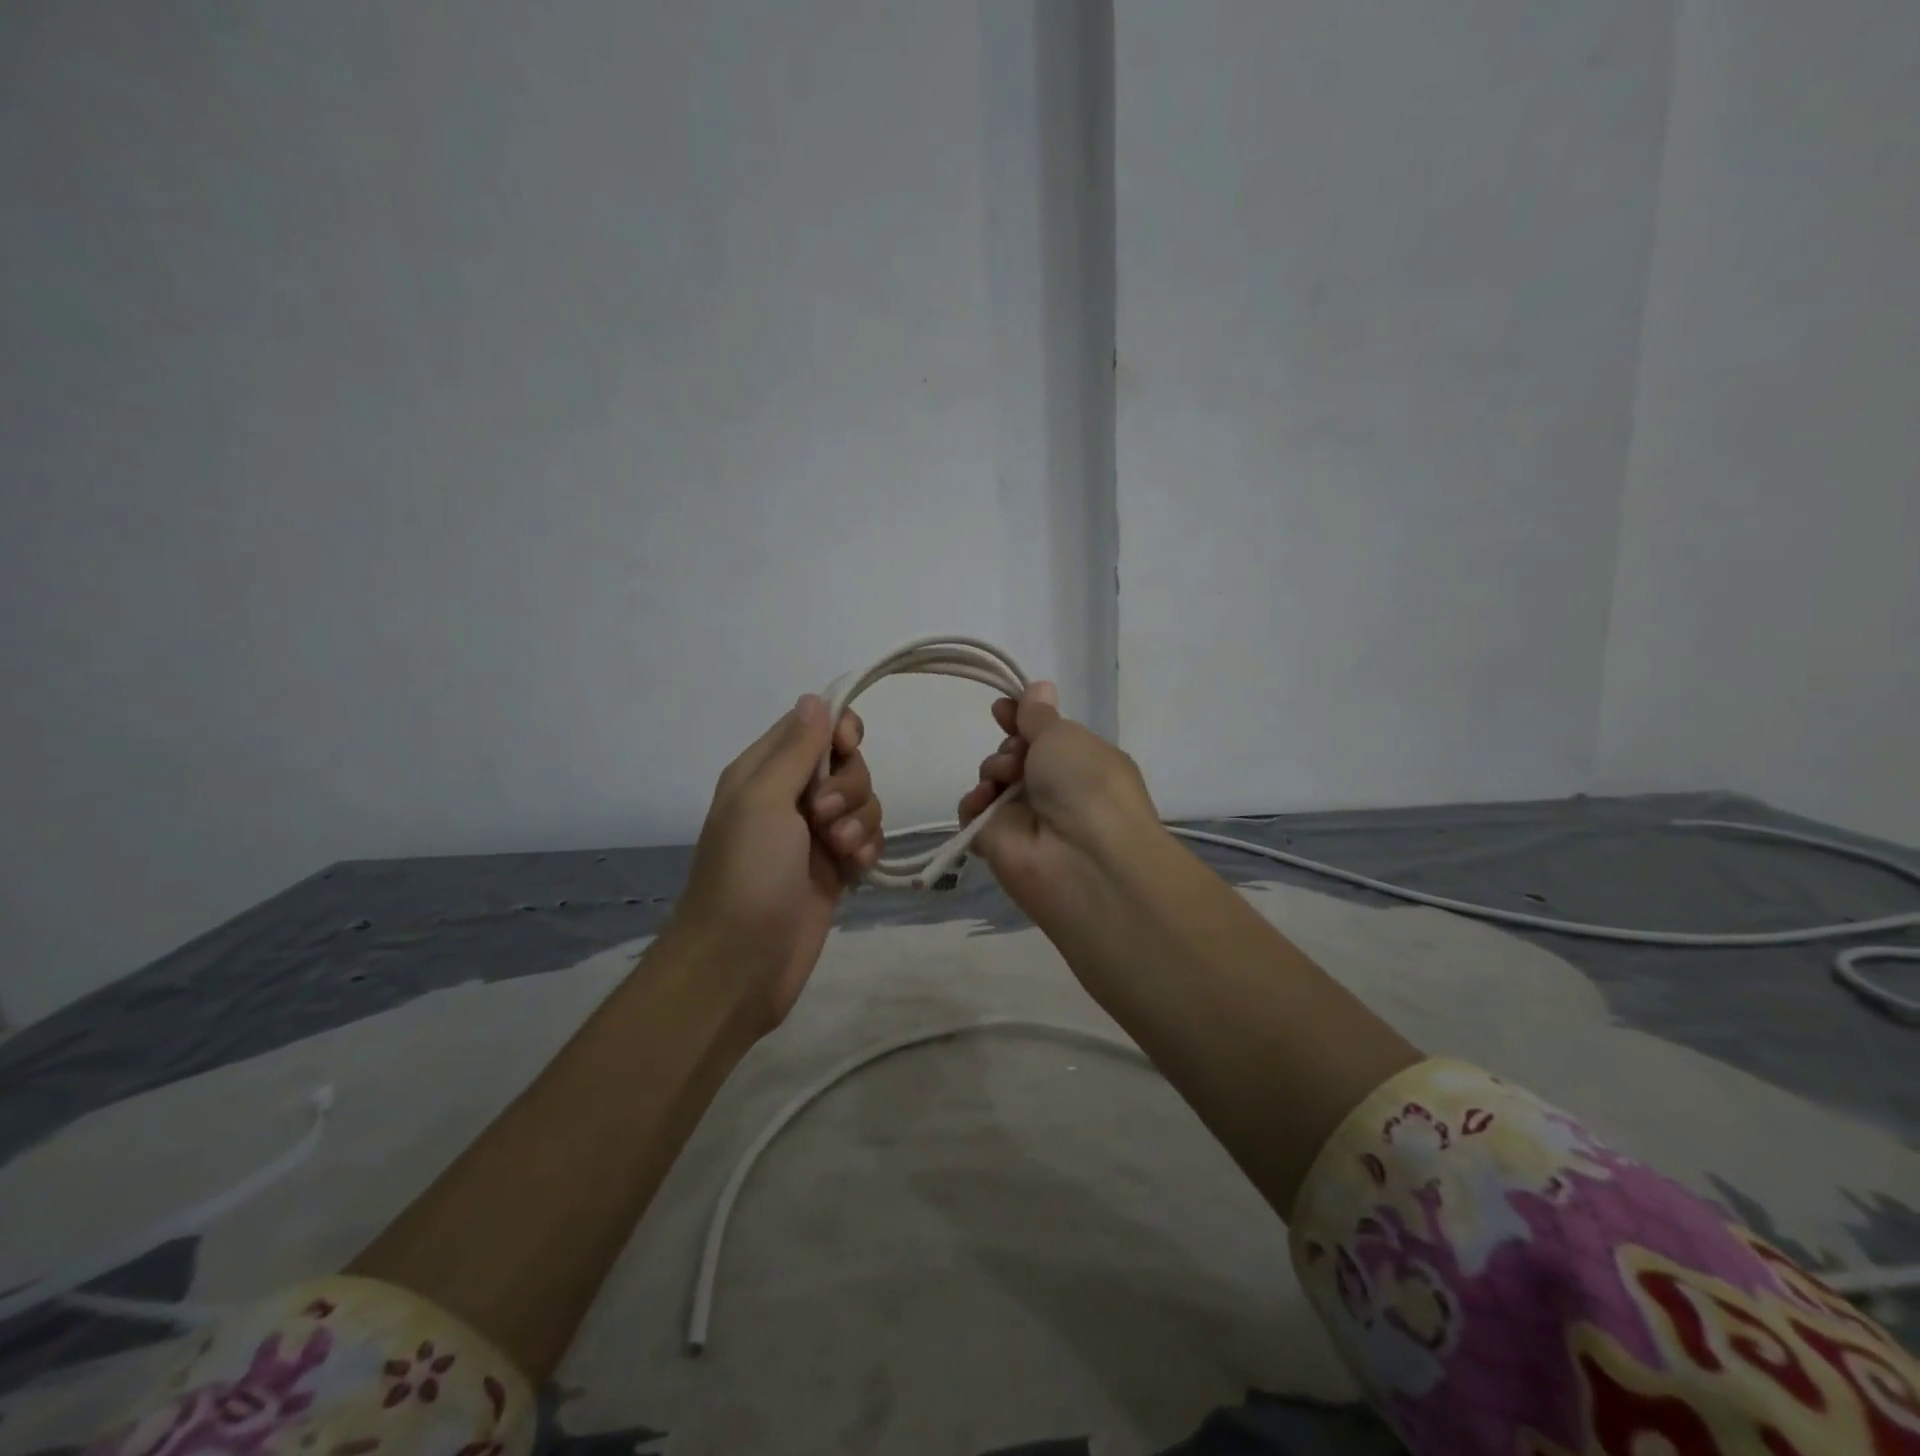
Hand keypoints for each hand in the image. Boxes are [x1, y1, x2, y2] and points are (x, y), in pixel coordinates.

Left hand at [669, 694, 881, 1026]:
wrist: (741, 962)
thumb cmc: (746, 873)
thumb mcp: (764, 800)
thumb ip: (796, 748)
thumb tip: (815, 698)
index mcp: (764, 771)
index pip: (813, 726)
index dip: (840, 731)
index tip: (849, 748)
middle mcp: (790, 797)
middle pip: (846, 765)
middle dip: (849, 787)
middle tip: (824, 819)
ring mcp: (815, 835)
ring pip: (864, 803)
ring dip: (861, 823)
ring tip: (840, 853)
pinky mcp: (835, 868)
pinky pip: (868, 839)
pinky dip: (867, 850)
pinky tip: (854, 871)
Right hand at [957, 681, 1160, 920]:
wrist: (1083, 857)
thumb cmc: (1085, 783)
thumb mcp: (1065, 736)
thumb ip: (1040, 715)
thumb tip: (1040, 686)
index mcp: (1081, 762)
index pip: (1044, 735)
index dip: (1021, 719)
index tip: (1001, 708)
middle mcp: (1054, 789)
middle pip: (1015, 754)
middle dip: (1009, 745)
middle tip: (1017, 754)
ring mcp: (1025, 818)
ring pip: (993, 779)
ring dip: (993, 769)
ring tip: (1005, 779)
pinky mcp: (997, 843)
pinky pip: (974, 812)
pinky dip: (974, 802)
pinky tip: (985, 801)